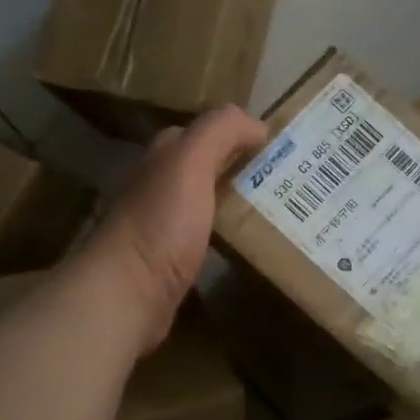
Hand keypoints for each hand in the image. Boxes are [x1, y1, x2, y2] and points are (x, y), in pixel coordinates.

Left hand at [84, 106, 267, 351]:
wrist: (127, 293)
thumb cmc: (160, 224)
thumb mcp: (189, 163)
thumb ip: (220, 132)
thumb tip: (258, 126)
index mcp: (164, 157)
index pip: (208, 132)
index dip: (242, 134)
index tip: (283, 148)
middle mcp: (162, 185)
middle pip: (211, 168)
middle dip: (246, 170)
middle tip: (293, 182)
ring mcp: (165, 225)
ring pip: (211, 204)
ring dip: (241, 204)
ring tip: (283, 212)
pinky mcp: (173, 261)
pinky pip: (210, 239)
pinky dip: (231, 237)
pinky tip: (252, 245)